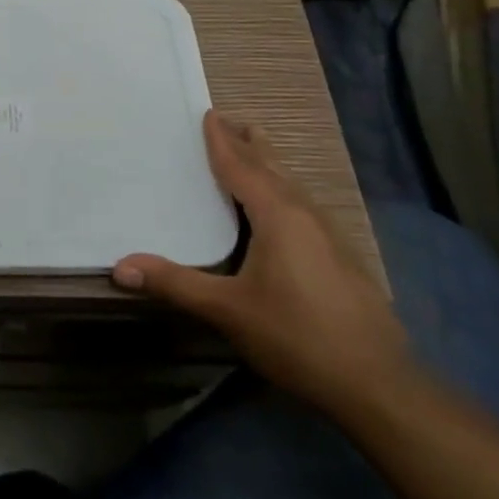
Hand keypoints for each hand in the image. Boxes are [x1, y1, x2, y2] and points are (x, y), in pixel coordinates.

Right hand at [113, 111, 413, 418]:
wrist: (378, 384)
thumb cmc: (296, 336)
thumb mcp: (228, 310)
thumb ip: (175, 283)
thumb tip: (120, 267)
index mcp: (277, 214)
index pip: (241, 166)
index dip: (221, 140)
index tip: (208, 114)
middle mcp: (305, 213)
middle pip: (272, 166)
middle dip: (248, 143)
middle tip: (226, 122)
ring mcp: (330, 235)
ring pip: (293, 185)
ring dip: (268, 165)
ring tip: (251, 153)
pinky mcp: (342, 257)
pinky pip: (304, 205)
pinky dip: (283, 190)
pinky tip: (281, 210)